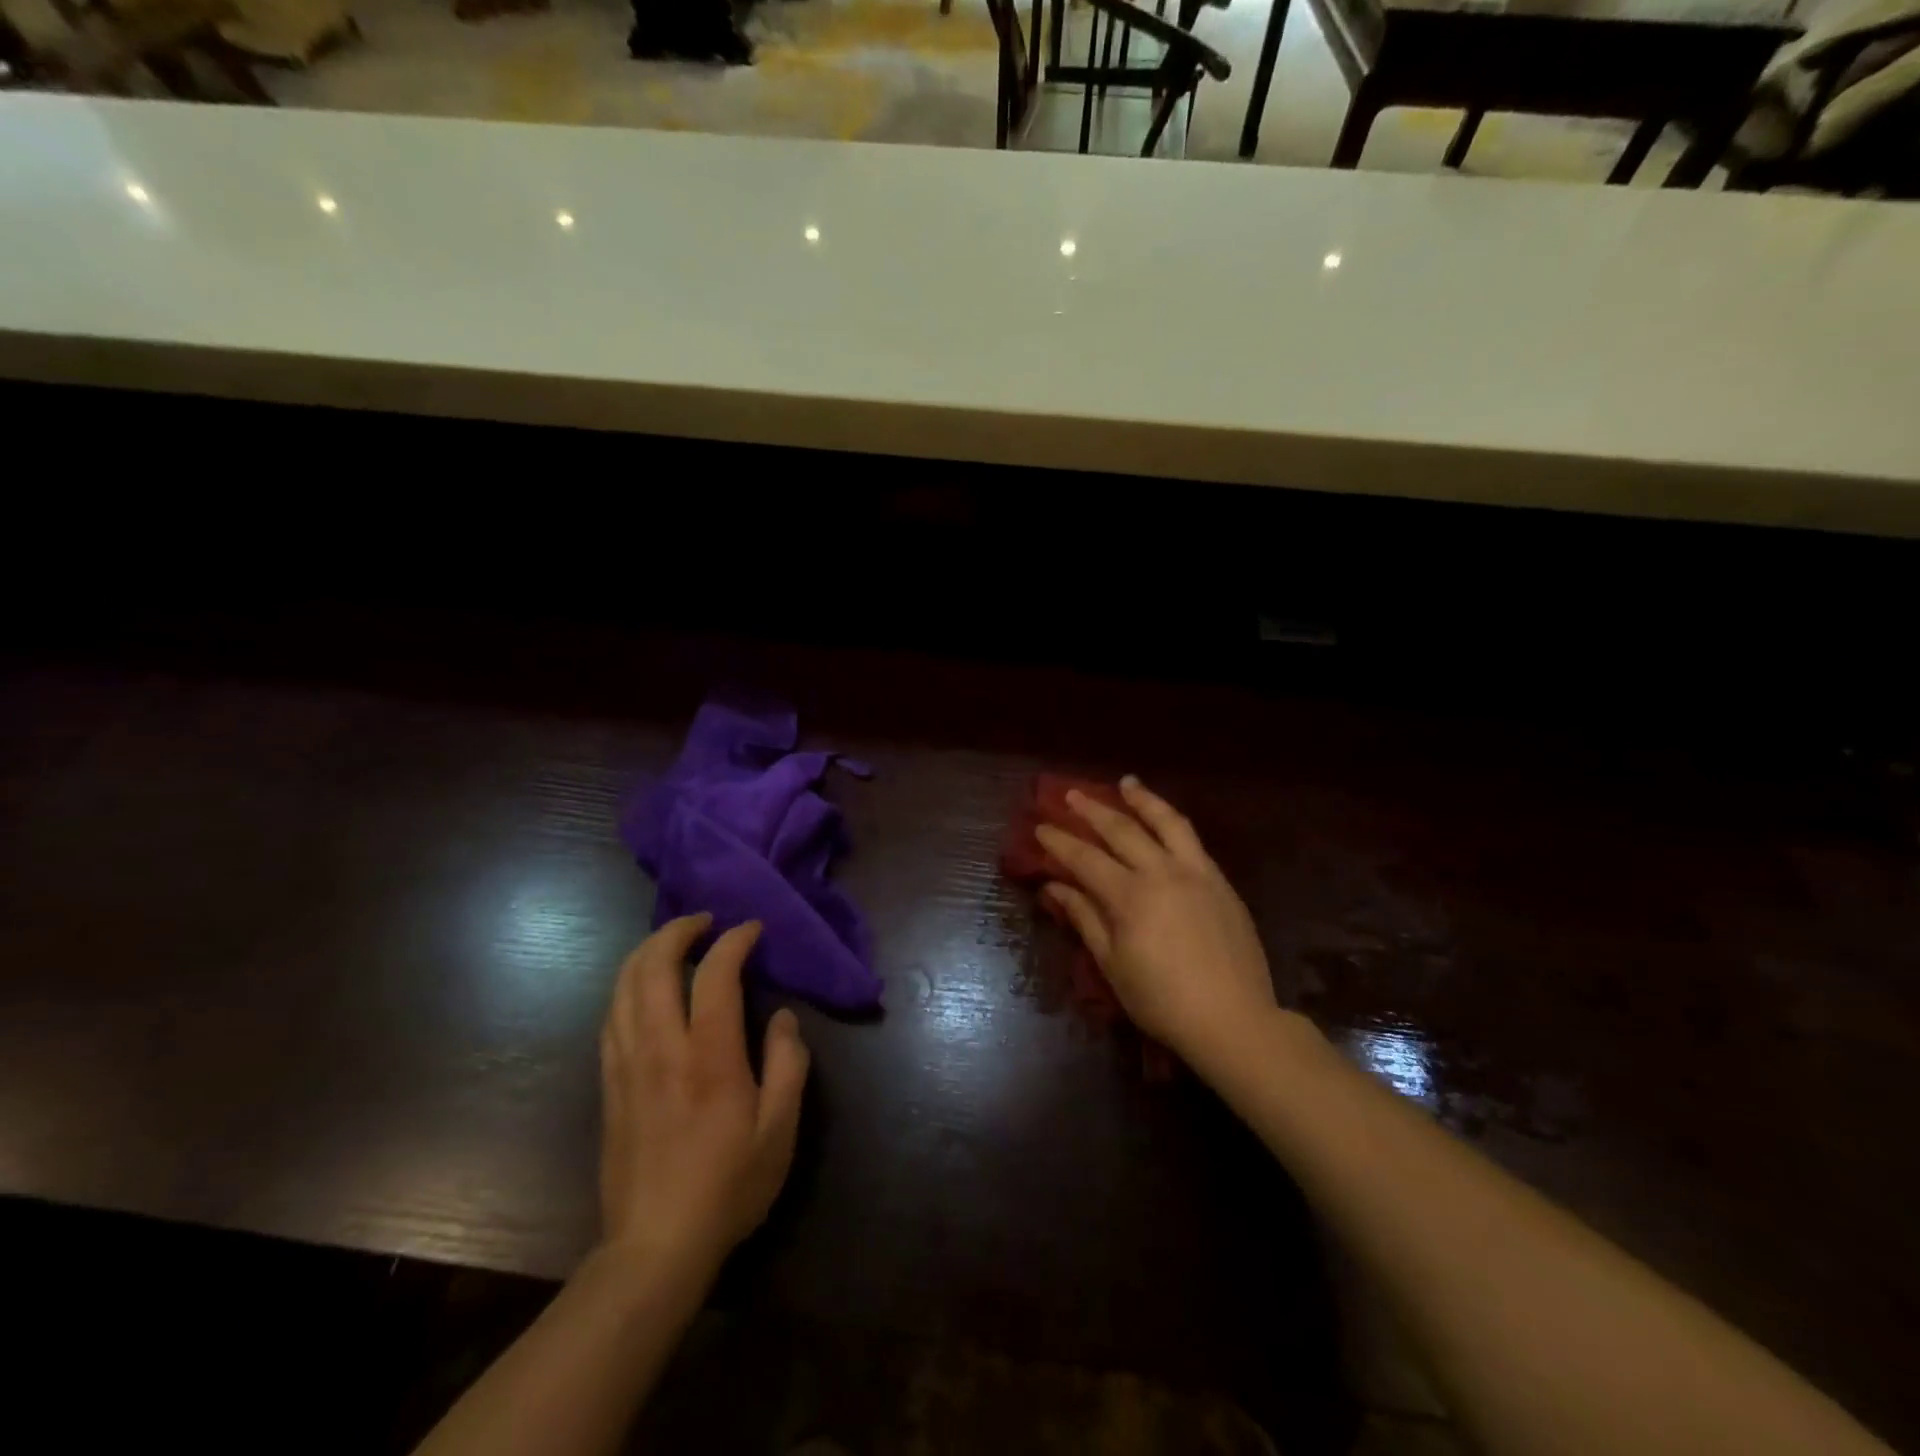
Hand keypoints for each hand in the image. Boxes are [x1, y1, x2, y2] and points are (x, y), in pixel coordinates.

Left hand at [598, 915, 809, 1274]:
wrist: (654, 1247)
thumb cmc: (728, 1187)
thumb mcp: (780, 1130)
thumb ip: (788, 1064)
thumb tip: (780, 1018)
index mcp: (709, 1057)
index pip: (714, 974)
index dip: (734, 941)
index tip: (752, 929)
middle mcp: (661, 1049)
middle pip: (652, 965)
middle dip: (677, 930)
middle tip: (705, 921)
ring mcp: (626, 1065)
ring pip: (623, 986)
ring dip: (648, 951)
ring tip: (675, 943)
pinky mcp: (609, 1084)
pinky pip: (611, 1015)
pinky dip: (629, 985)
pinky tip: (645, 988)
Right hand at [1037, 777, 1280, 1073]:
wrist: (1234, 1020)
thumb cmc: (1162, 1001)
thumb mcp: (1113, 965)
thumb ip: (1085, 918)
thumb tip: (1055, 888)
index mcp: (1130, 896)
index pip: (1085, 858)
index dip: (1060, 842)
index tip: (1040, 827)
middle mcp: (1162, 872)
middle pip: (1121, 830)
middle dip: (1092, 810)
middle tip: (1071, 795)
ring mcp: (1196, 873)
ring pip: (1166, 822)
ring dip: (1142, 799)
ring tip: (1126, 783)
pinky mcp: (1220, 881)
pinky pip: (1192, 840)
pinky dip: (1172, 822)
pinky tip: (1164, 820)